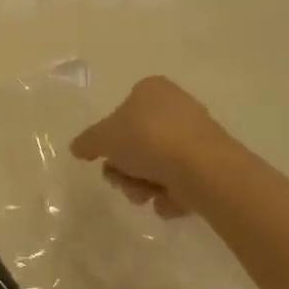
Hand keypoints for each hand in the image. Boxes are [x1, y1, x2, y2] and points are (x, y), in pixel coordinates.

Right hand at [70, 76, 225, 218]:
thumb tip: (77, 148)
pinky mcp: (211, 163)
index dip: (110, 139)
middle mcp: (176, 107)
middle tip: (123, 180)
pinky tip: (170, 199)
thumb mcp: (103, 138)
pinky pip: (179, 181)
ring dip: (143, 185)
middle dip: (125, 169)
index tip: (106, 157)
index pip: (121, 112)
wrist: (203, 169)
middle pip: (136, 144)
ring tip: (147, 195)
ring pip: (155, 165)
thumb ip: (87, 142)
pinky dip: (170, 194)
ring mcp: (195, 136)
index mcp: (151, 90)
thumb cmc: (148, 139)